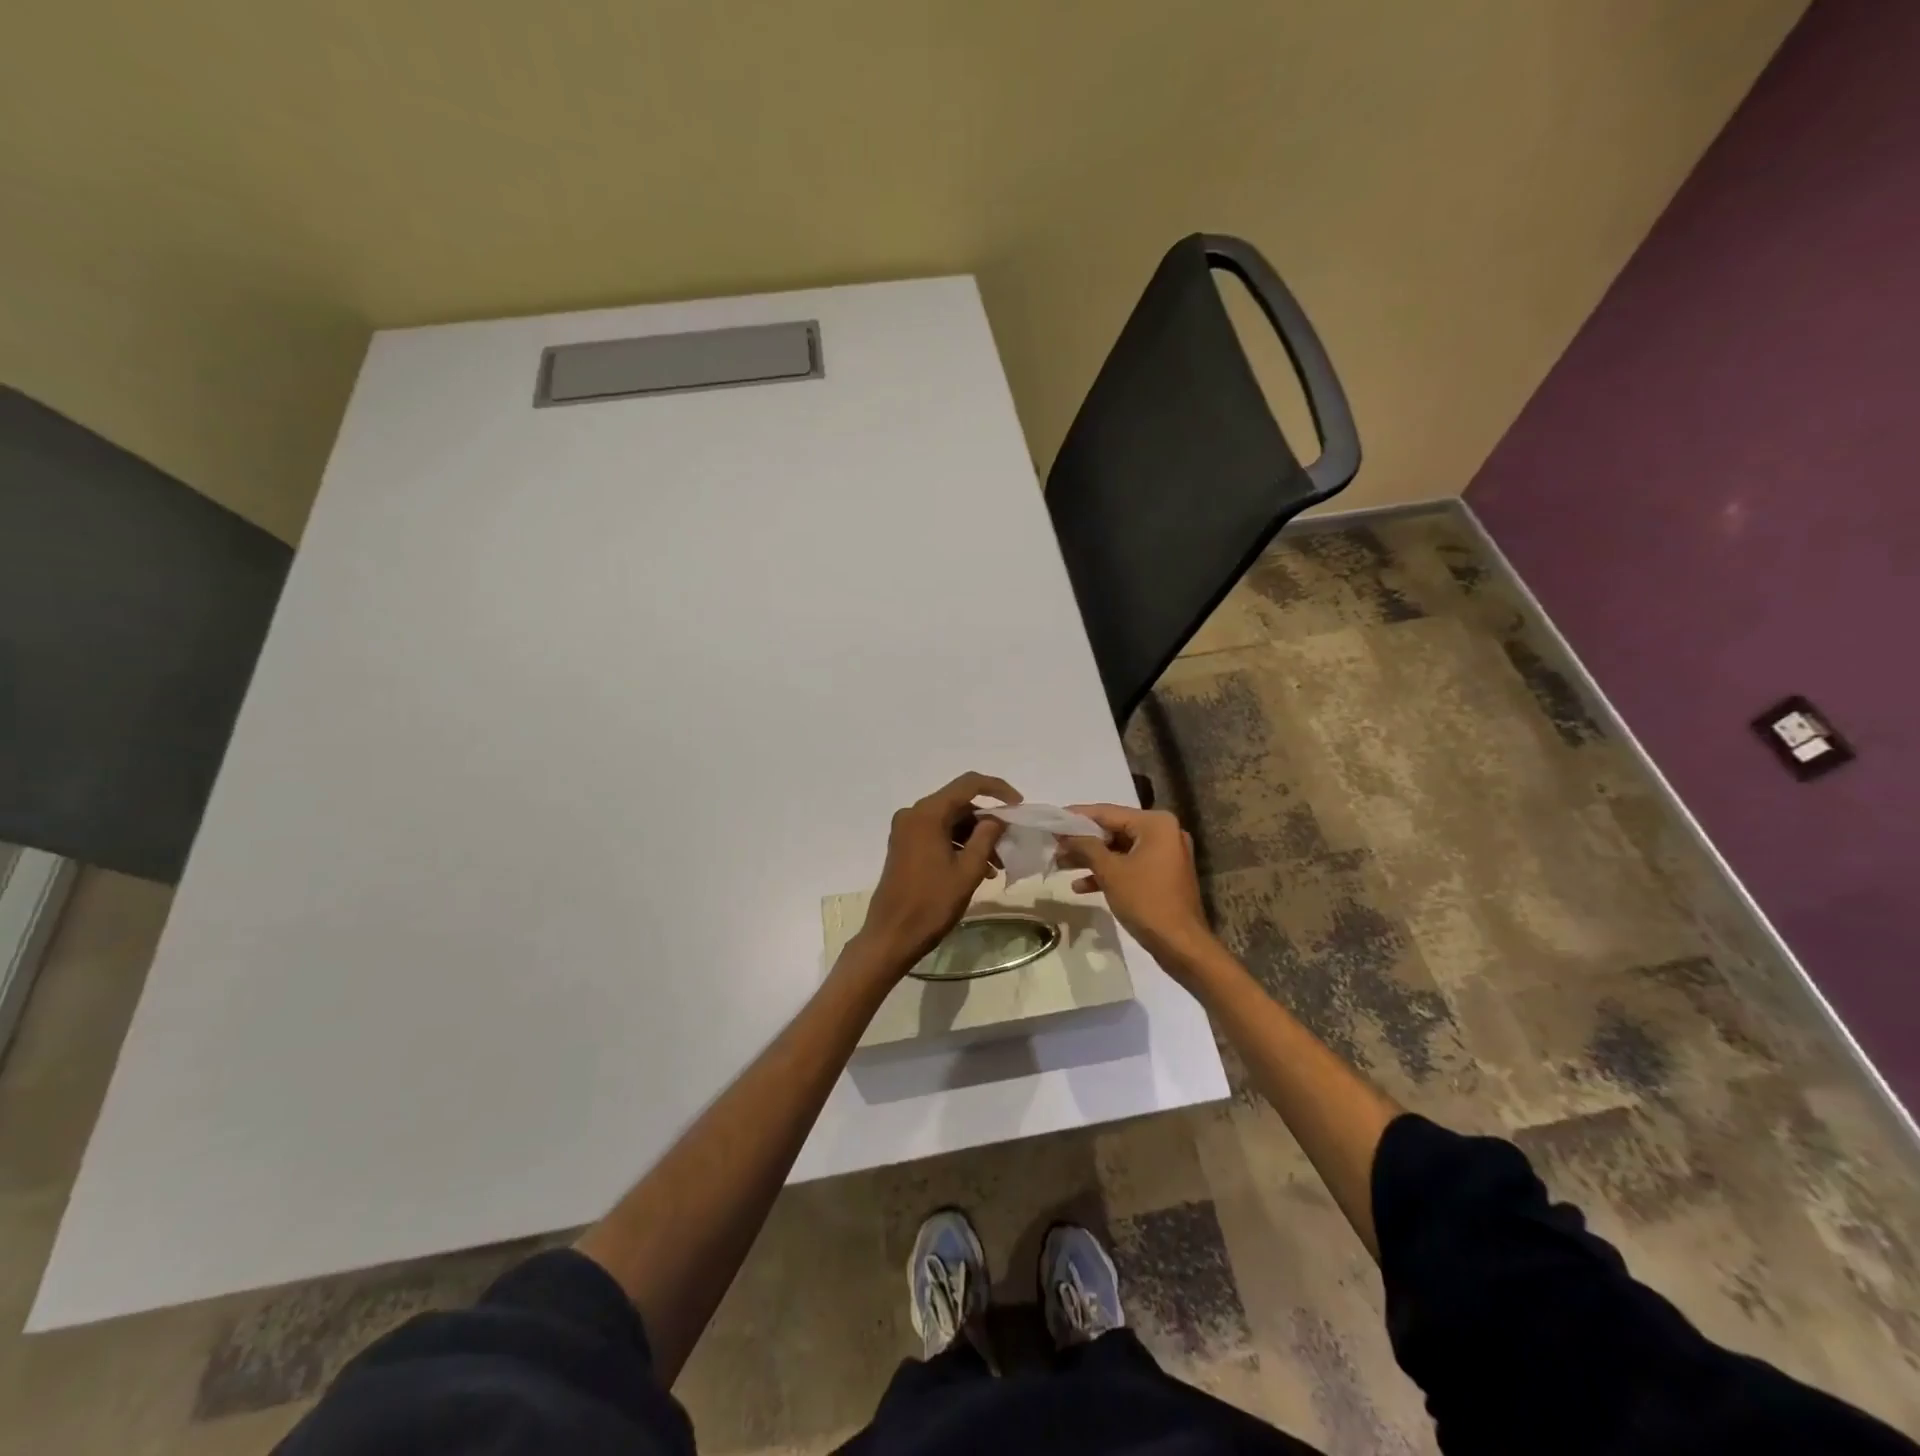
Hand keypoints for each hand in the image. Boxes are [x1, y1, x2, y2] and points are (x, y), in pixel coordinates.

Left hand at [855, 772, 1019, 974]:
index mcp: (928, 813)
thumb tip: (996, 818)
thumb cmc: (932, 903)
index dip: (997, 789)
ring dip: (974, 838)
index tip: (1019, 805)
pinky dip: (958, 846)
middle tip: (1010, 845)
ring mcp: (906, 830)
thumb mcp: (967, 870)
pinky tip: (977, 870)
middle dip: (987, 822)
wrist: (892, 935)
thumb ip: (986, 837)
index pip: (968, 784)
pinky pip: (937, 835)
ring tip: (996, 867)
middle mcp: (913, 814)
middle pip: (959, 805)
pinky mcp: (904, 846)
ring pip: (949, 822)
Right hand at [1058, 804, 1217, 969]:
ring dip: (1092, 858)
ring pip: (1120, 850)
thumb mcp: (1110, 871)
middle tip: (1054, 845)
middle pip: (1114, 830)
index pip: (1108, 812)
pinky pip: (1130, 865)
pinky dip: (1109, 872)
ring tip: (1061, 864)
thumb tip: (1064, 833)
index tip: (1052, 820)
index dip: (1077, 817)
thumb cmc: (1146, 901)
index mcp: (1155, 824)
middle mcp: (1164, 833)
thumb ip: (1085, 846)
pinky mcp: (1163, 875)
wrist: (1181, 945)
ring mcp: (1165, 855)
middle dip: (1083, 841)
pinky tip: (1081, 886)